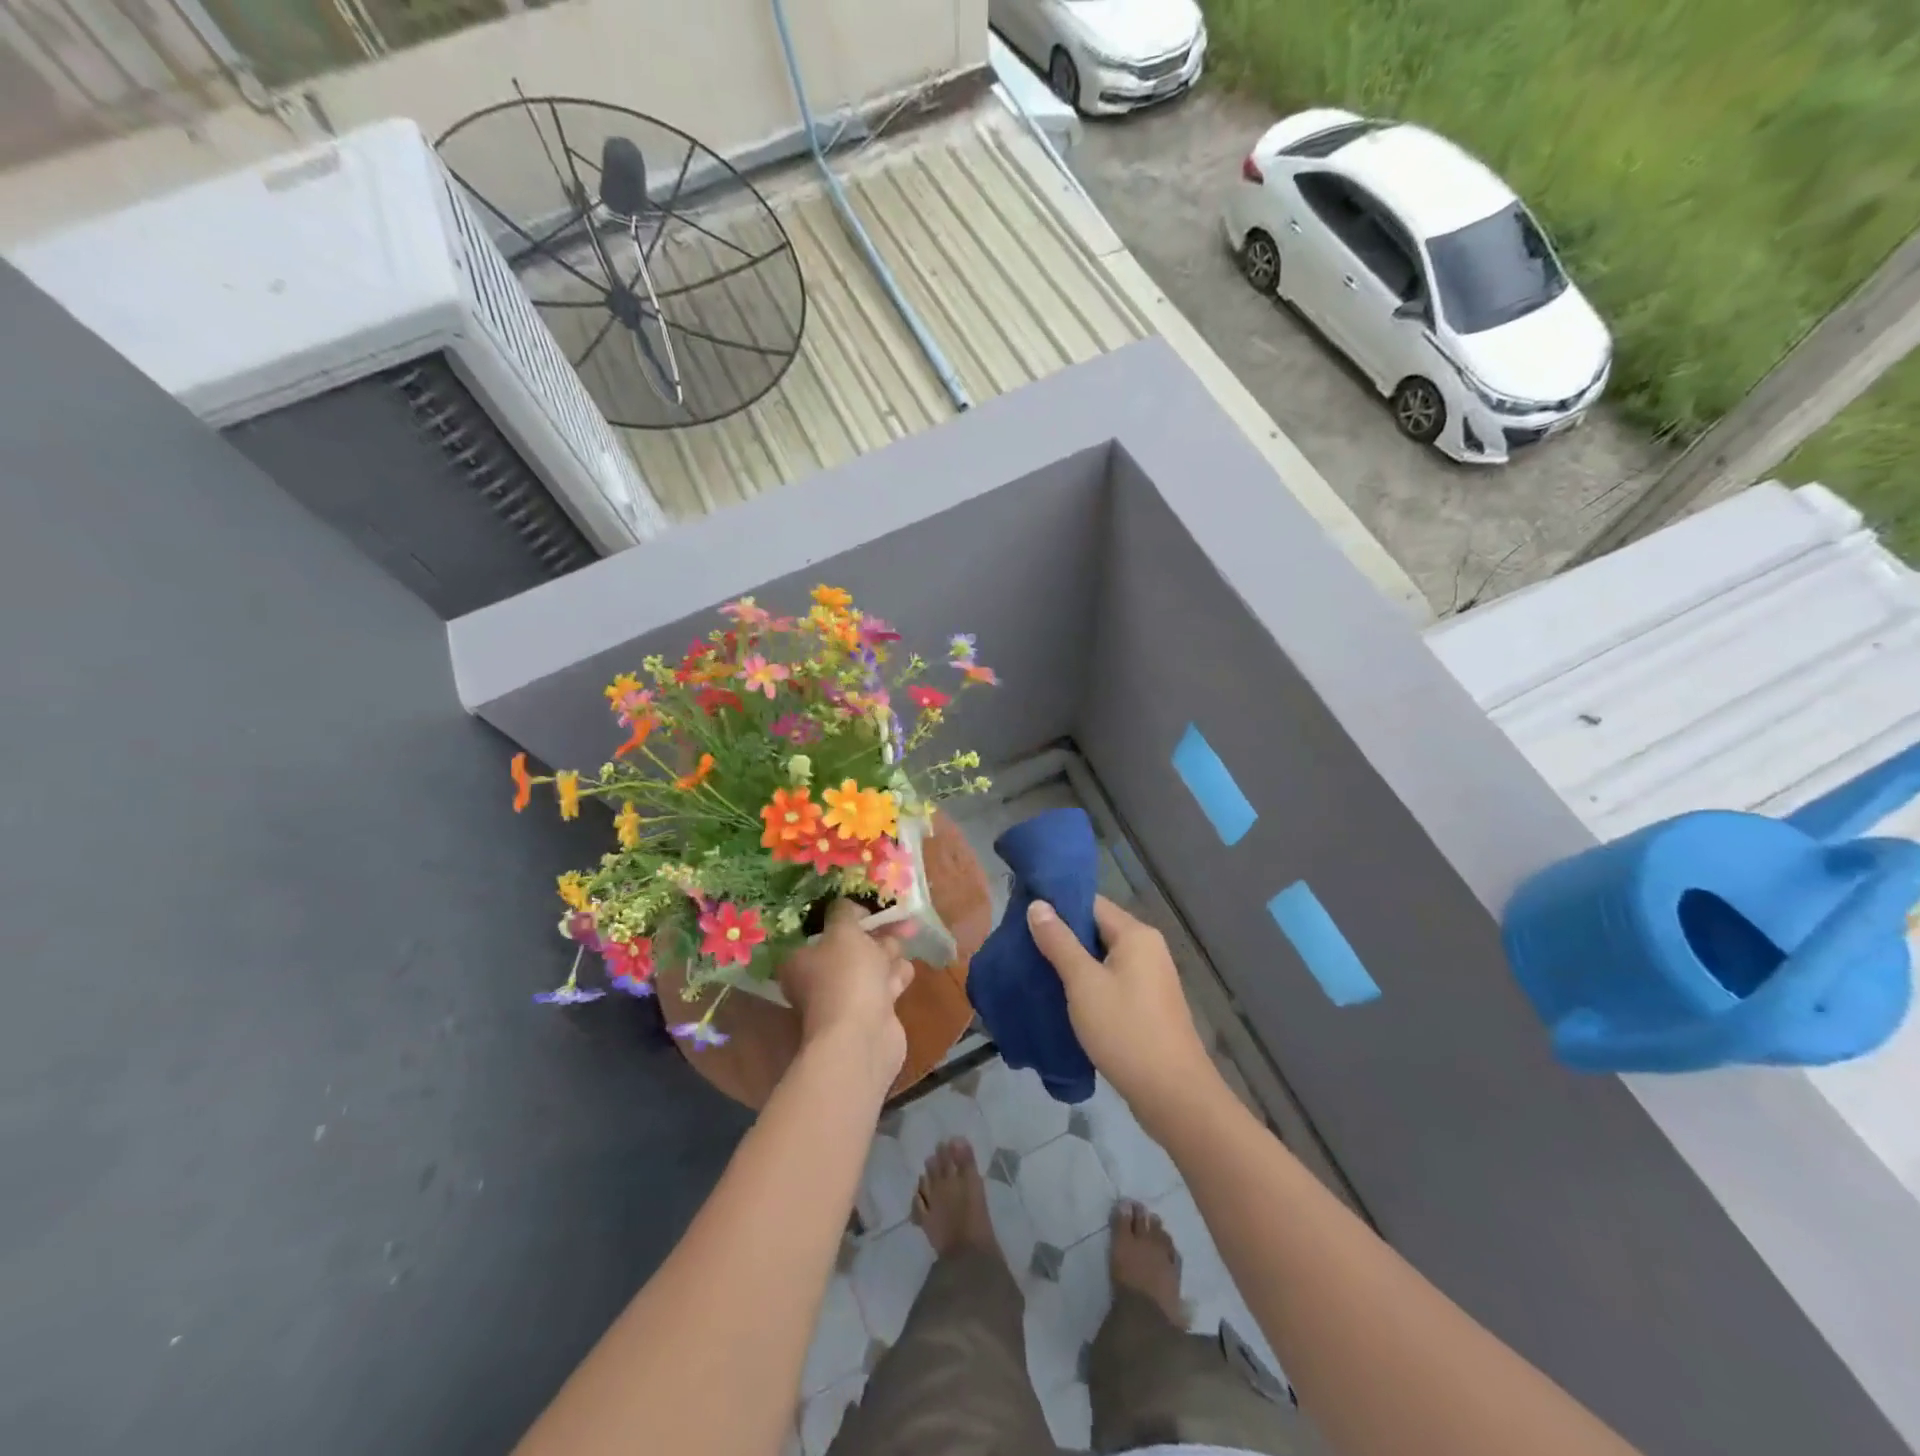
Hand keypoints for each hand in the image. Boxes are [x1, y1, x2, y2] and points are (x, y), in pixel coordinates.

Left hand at [777, 900, 913, 1088]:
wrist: (863, 1038)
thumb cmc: (846, 977)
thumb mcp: (844, 931)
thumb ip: (845, 912)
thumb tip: (847, 905)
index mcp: (801, 959)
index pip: (822, 929)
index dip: (846, 916)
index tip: (867, 907)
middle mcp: (819, 978)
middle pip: (850, 946)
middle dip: (876, 933)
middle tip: (898, 918)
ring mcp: (845, 998)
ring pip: (871, 965)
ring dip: (888, 954)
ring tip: (904, 941)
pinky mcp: (871, 1013)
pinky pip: (885, 985)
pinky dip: (895, 977)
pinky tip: (903, 973)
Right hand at [1027, 895, 1215, 1114]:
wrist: (1173, 1095)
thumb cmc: (1125, 1031)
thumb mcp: (1083, 984)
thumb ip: (1059, 941)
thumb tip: (1038, 904)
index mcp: (1136, 934)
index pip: (1091, 903)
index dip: (1057, 906)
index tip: (1023, 916)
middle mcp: (1147, 948)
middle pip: (1097, 928)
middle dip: (1062, 936)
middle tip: (1023, 946)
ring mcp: (1151, 977)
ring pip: (1103, 957)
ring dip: (1073, 963)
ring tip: (1036, 970)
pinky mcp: (1148, 1004)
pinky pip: (1112, 980)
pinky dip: (1089, 984)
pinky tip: (1063, 998)